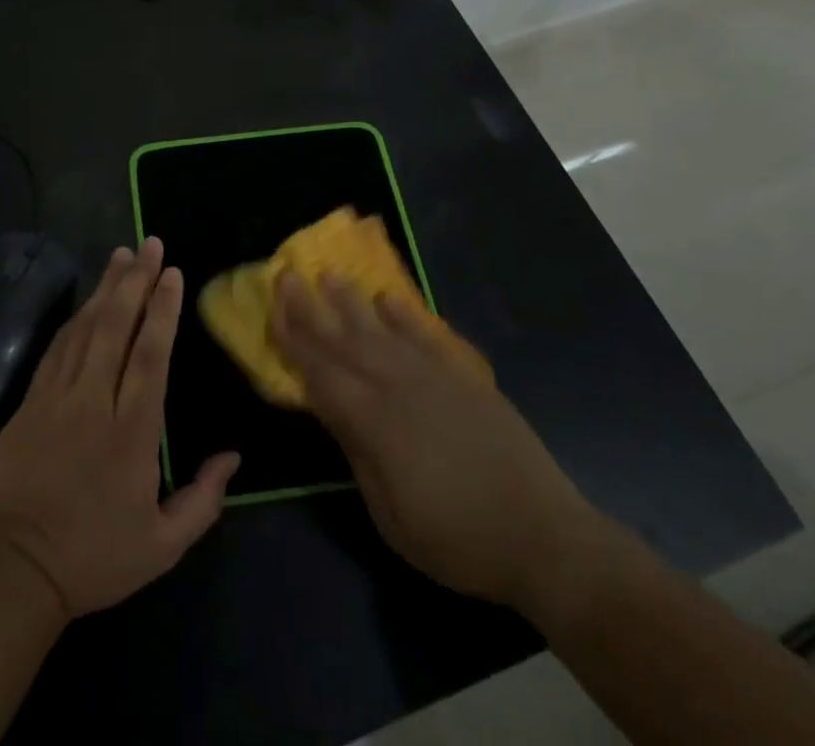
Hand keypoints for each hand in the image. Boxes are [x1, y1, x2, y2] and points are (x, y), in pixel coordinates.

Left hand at [0, 237, 239, 617]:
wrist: (14, 567)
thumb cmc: (94, 557)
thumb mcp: (163, 546)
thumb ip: (203, 500)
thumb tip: (233, 456)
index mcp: (131, 430)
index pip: (150, 354)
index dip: (162, 309)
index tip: (172, 272)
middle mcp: (94, 400)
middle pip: (116, 325)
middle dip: (136, 280)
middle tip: (149, 244)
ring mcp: (57, 396)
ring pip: (85, 327)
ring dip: (105, 287)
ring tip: (121, 255)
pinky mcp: (30, 400)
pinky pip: (57, 346)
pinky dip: (74, 317)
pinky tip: (86, 301)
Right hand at [272, 273, 594, 610]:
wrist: (543, 537)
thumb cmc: (458, 540)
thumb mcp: (391, 517)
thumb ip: (357, 455)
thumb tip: (332, 412)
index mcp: (374, 423)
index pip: (321, 374)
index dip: (293, 343)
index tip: (271, 311)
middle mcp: (398, 387)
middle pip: (345, 341)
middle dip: (312, 308)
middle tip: (288, 275)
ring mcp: (434, 377)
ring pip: (382, 330)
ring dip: (352, 301)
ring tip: (330, 275)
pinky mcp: (465, 378)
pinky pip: (427, 336)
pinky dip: (405, 315)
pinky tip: (388, 298)